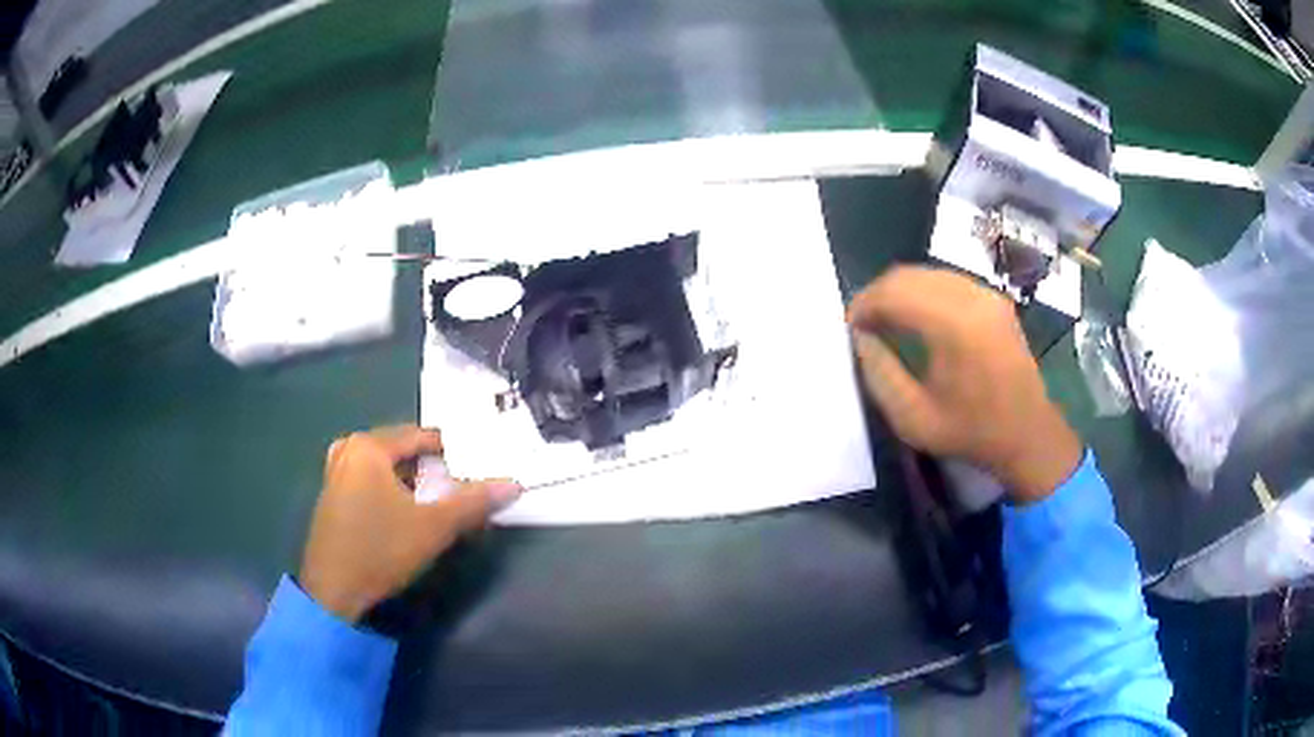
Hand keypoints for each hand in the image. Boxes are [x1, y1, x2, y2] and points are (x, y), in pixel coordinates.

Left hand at [299, 425, 521, 621]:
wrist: (333, 590)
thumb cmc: (381, 550)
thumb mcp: (433, 527)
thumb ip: (473, 502)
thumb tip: (514, 484)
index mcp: (368, 447)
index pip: (420, 436)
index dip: (451, 451)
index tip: (475, 466)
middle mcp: (348, 450)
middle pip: (401, 450)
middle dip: (431, 468)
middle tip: (458, 486)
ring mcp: (335, 473)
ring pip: (385, 467)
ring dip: (411, 481)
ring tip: (436, 501)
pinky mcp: (332, 496)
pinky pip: (369, 480)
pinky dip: (391, 489)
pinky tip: (405, 513)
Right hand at [848, 266, 1081, 503]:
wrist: (1028, 435)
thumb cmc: (971, 432)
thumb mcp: (913, 418)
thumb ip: (880, 374)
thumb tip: (860, 338)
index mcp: (953, 325)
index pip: (893, 292)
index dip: (863, 305)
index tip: (848, 329)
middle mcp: (971, 297)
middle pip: (908, 276)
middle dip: (878, 295)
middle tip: (862, 325)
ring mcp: (987, 294)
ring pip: (928, 273)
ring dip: (900, 291)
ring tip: (885, 321)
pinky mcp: (995, 299)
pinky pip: (948, 280)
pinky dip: (923, 292)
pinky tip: (916, 318)